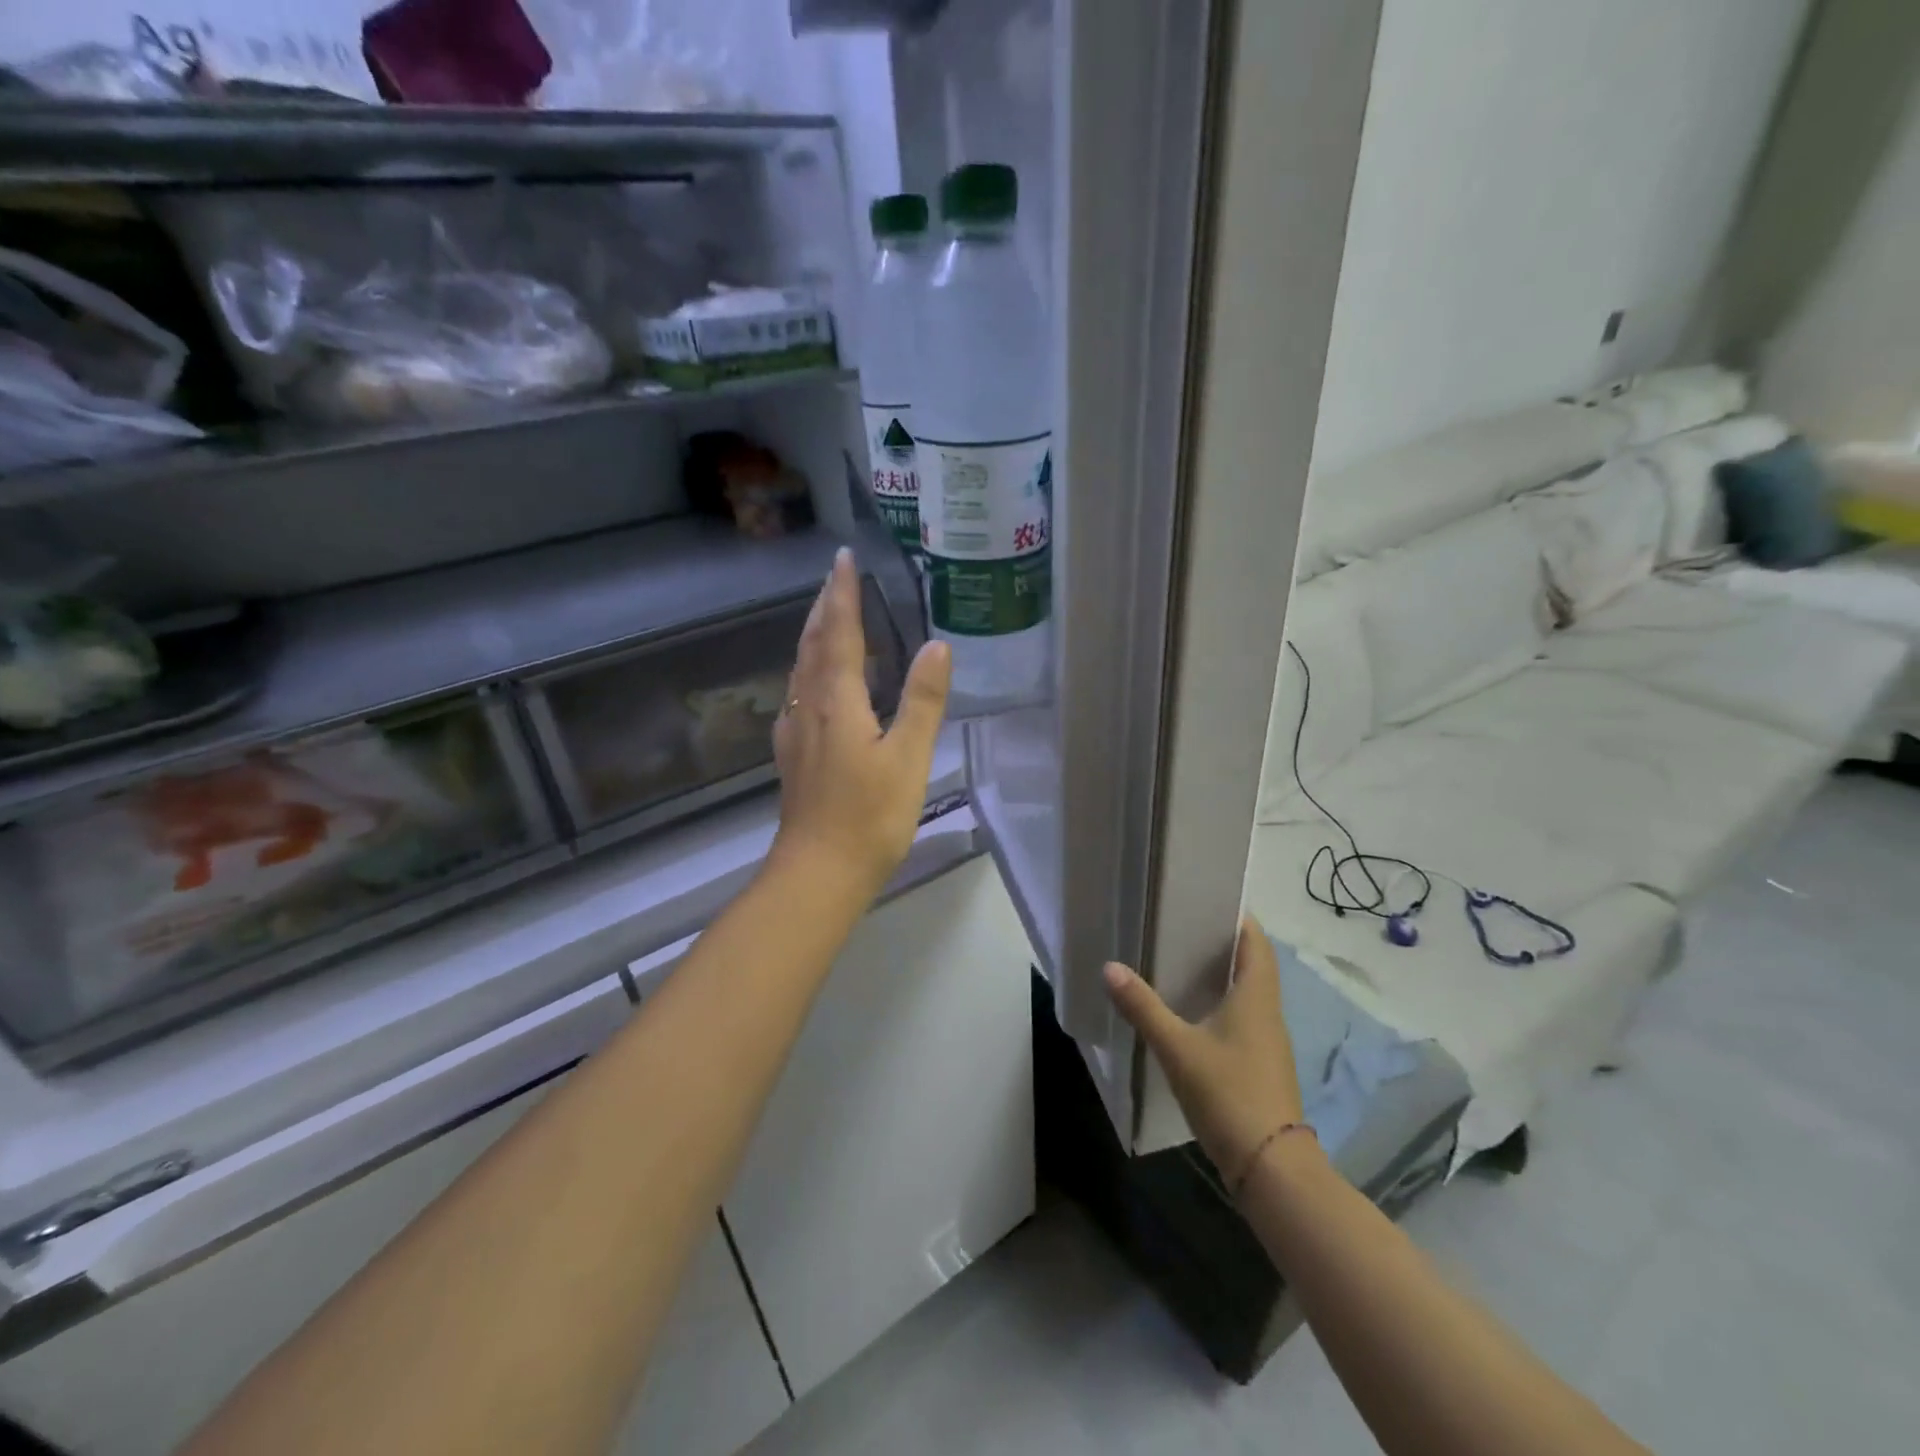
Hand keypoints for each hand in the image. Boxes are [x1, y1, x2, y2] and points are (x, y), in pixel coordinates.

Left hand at [770, 548, 950, 896]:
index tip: (843, 558)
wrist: (818, 872)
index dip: (843, 595)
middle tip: (836, 577)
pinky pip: (798, 693)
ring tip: (827, 616)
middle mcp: (809, 707)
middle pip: (814, 645)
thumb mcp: (907, 758)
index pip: (841, 634)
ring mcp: (795, 732)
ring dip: (814, 635)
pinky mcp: (793, 755)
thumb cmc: (869, 817)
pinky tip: (814, 682)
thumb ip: (922, 701)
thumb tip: (937, 646)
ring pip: (801, 669)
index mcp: (837, 701)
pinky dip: (809, 669)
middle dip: (825, 607)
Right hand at [1103, 916, 1307, 1187]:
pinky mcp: (1260, 1067)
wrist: (1271, 1167)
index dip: (1239, 918)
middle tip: (1183, 926)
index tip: (1210, 898)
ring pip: (1247, 994)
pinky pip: (1242, 1020)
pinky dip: (1221, 1006)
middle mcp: (1267, 1013)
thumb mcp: (1178, 1047)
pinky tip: (1192, 1014)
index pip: (1256, 942)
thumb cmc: (1228, 1093)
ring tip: (1181, 962)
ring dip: (1222, 976)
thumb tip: (1110, 967)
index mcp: (1256, 997)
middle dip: (1223, 944)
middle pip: (1252, 965)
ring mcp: (1267, 1043)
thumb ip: (1143, 1007)